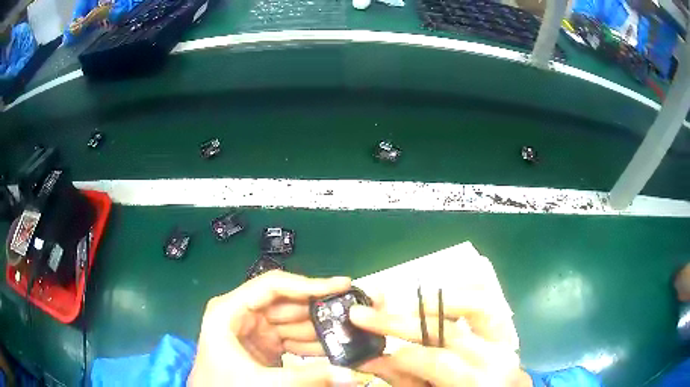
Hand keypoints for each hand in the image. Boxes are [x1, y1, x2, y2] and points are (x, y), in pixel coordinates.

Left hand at [188, 271, 356, 385]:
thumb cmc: (223, 385)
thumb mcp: (262, 381)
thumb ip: (307, 377)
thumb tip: (352, 375)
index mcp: (230, 309)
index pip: (273, 286)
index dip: (308, 284)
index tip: (341, 285)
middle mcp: (242, 312)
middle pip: (287, 302)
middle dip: (319, 309)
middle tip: (353, 310)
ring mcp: (254, 327)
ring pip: (293, 321)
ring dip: (319, 328)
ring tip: (350, 330)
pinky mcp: (263, 342)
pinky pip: (292, 337)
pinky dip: (311, 343)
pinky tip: (334, 348)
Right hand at [350, 290, 531, 386]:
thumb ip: (406, 382)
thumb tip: (371, 360)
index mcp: (478, 383)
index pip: (437, 361)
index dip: (400, 355)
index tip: (370, 351)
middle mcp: (496, 356)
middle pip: (448, 330)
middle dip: (401, 321)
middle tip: (364, 314)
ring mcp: (505, 339)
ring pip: (476, 303)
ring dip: (434, 300)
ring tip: (400, 303)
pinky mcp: (505, 330)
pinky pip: (487, 303)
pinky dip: (461, 294)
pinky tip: (436, 298)